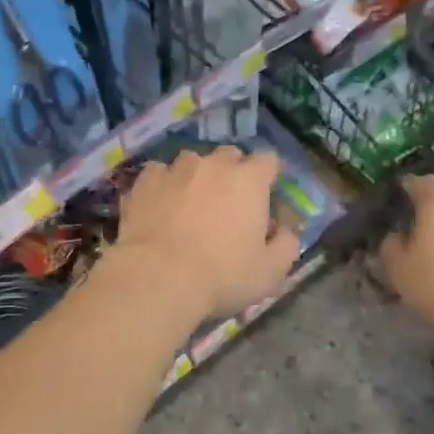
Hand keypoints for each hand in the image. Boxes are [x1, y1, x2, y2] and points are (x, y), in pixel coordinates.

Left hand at [112, 148, 299, 322]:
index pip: (268, 160)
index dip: (268, 178)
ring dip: (196, 176)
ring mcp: (176, 169)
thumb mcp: (271, 271)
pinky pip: (159, 173)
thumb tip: (287, 231)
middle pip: (230, 156)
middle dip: (232, 173)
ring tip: (190, 204)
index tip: (264, 199)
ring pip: (192, 161)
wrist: (159, 278)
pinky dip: (163, 185)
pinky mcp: (145, 181)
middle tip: (227, 204)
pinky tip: (160, 206)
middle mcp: (214, 164)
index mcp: (250, 180)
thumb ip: (287, 245)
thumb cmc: (222, 276)